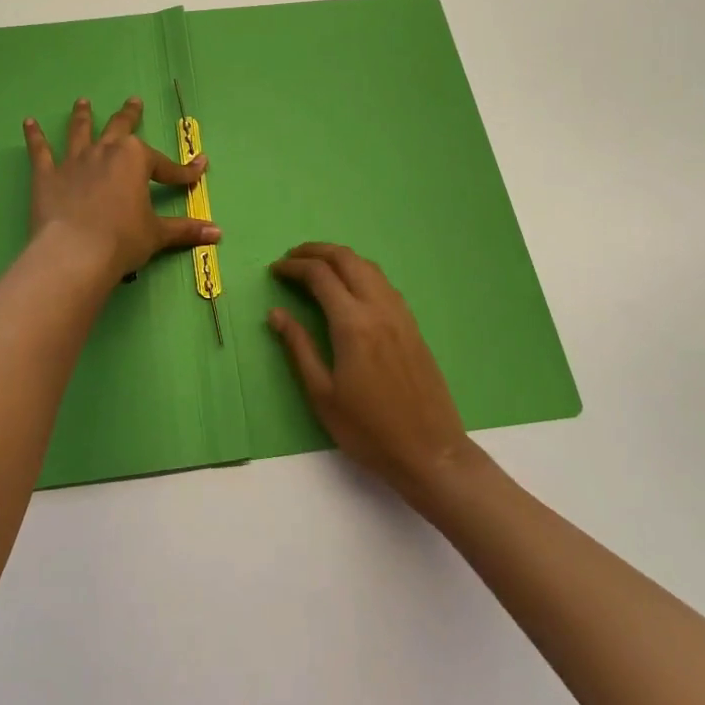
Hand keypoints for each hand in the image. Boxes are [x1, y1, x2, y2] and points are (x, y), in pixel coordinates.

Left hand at [25, 97, 216, 286]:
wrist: (75, 253)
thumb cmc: (122, 240)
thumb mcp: (157, 234)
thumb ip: (185, 230)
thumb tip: (217, 234)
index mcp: (135, 160)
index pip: (165, 165)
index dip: (183, 171)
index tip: (199, 169)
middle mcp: (105, 151)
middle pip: (119, 128)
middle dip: (129, 115)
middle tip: (133, 102)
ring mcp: (73, 161)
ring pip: (79, 131)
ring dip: (82, 116)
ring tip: (82, 102)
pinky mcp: (46, 175)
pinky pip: (40, 151)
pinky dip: (34, 136)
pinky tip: (28, 122)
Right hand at [269, 242, 477, 501]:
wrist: (430, 452)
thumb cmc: (368, 430)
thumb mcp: (322, 394)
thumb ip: (299, 347)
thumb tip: (276, 313)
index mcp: (353, 324)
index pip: (319, 276)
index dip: (293, 267)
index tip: (274, 270)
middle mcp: (378, 308)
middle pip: (346, 259)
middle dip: (315, 251)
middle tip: (292, 258)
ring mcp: (400, 314)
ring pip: (368, 266)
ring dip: (340, 258)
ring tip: (317, 267)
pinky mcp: (412, 325)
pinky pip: (383, 283)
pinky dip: (360, 272)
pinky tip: (350, 288)